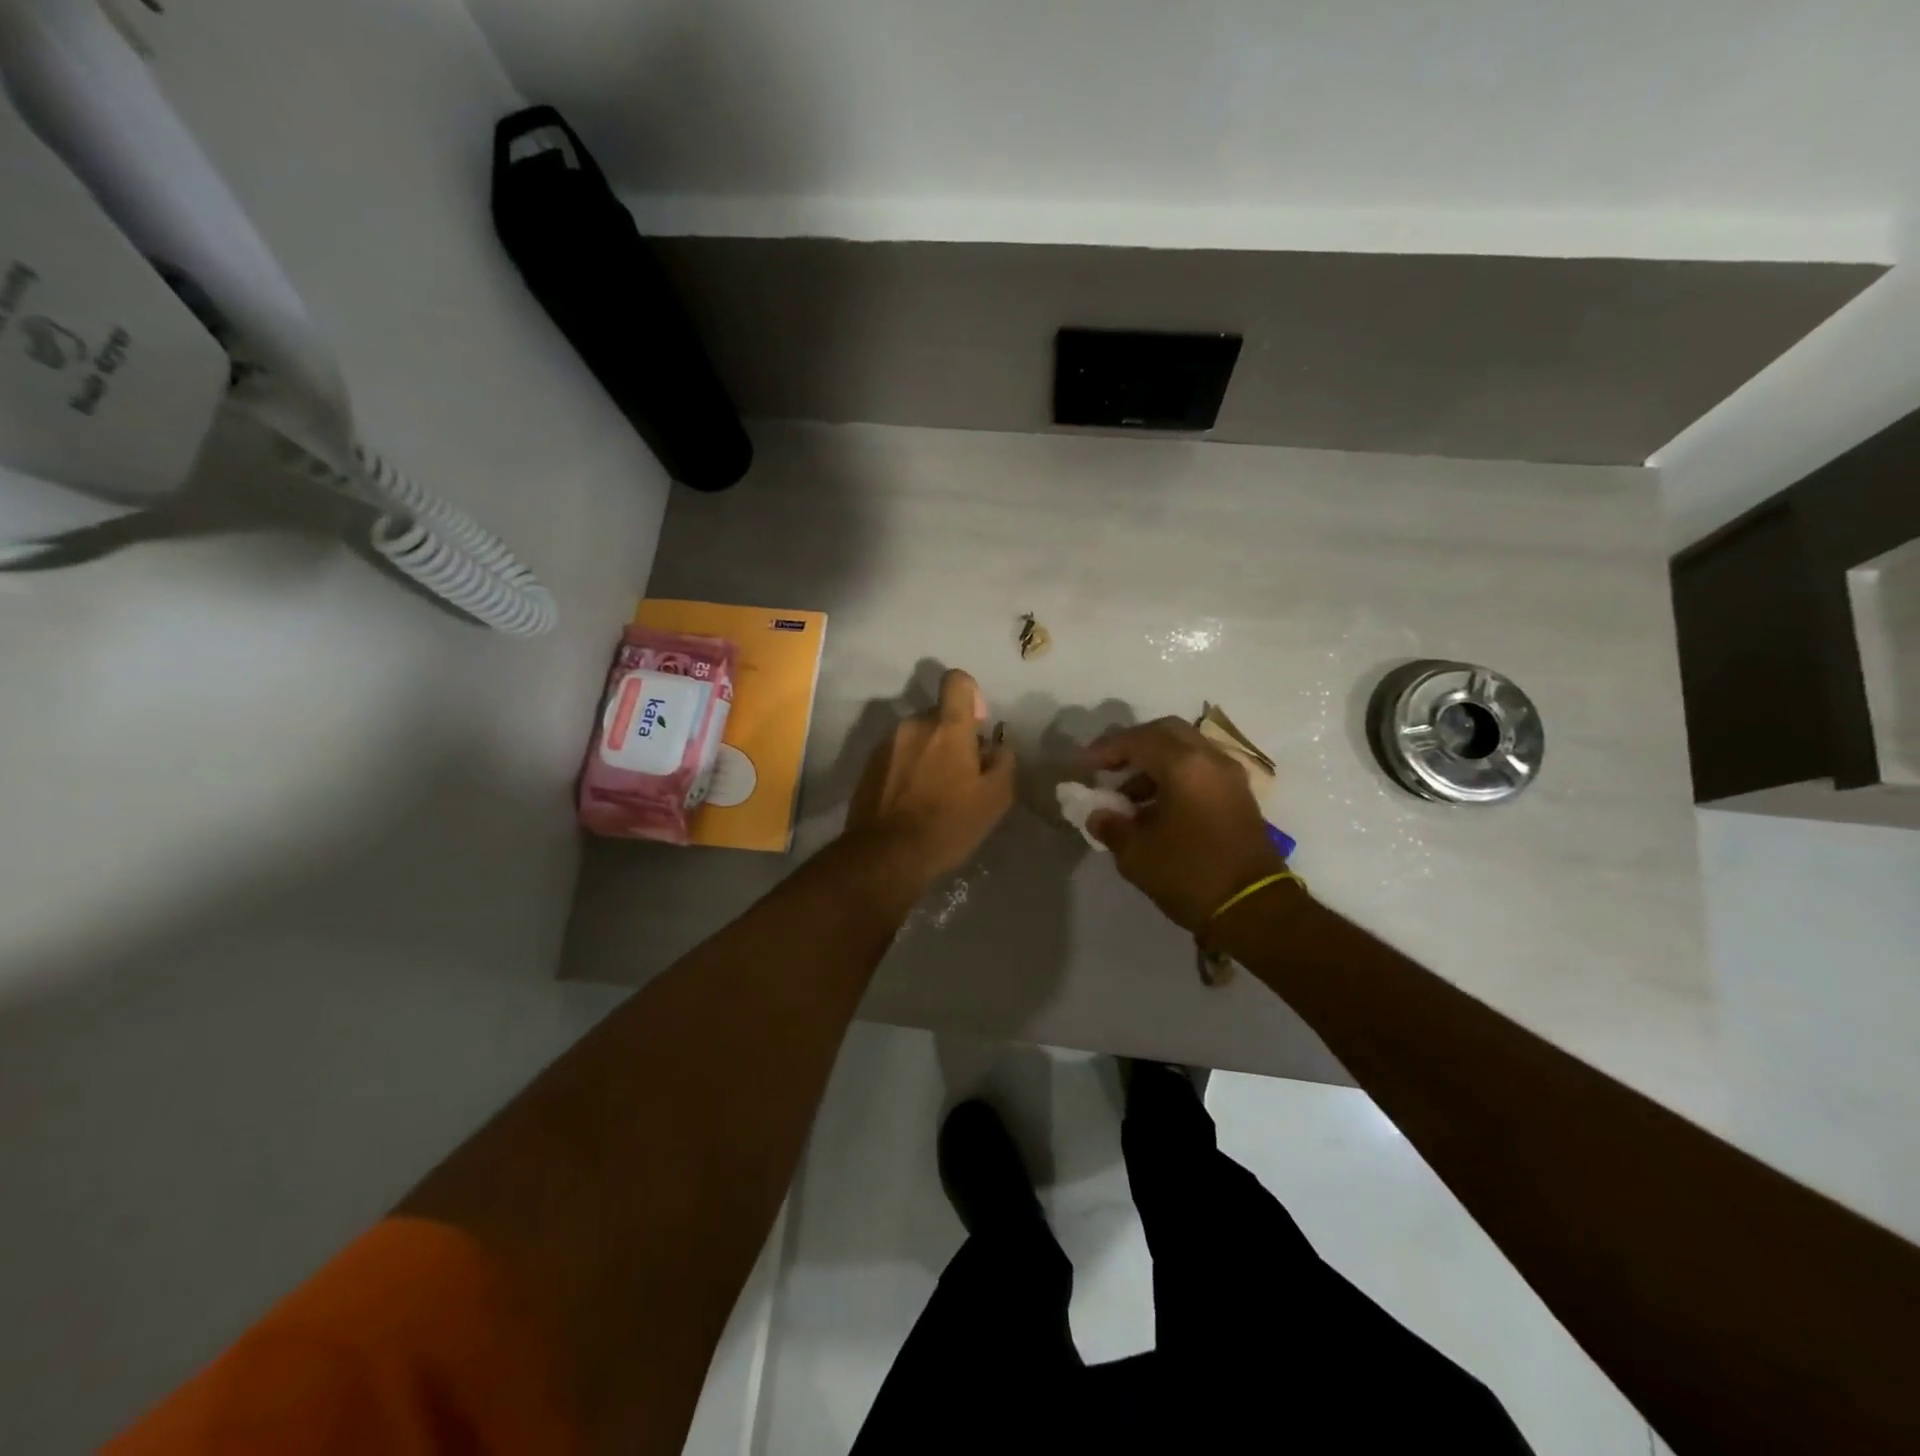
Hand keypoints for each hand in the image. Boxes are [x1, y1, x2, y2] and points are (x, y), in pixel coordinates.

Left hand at [846, 669, 1015, 883]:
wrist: (886, 855)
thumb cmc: (949, 824)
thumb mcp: (995, 798)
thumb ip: (1003, 761)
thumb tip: (997, 745)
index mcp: (947, 727)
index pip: (957, 681)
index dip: (971, 695)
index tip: (976, 726)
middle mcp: (913, 725)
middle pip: (938, 715)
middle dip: (951, 736)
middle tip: (960, 774)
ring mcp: (886, 744)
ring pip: (916, 737)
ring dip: (927, 753)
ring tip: (934, 792)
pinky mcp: (868, 765)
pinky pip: (896, 755)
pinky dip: (907, 769)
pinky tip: (911, 801)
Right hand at [1084, 717, 1286, 933]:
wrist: (1255, 910)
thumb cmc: (1190, 875)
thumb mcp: (1136, 854)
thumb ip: (1111, 825)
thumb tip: (1098, 814)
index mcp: (1185, 766)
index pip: (1138, 740)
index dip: (1106, 749)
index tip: (1082, 765)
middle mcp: (1211, 760)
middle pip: (1166, 733)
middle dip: (1133, 745)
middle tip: (1107, 766)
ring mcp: (1230, 777)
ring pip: (1185, 750)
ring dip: (1153, 763)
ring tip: (1125, 796)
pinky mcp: (1238, 796)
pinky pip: (1200, 770)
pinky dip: (1173, 776)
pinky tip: (1154, 807)